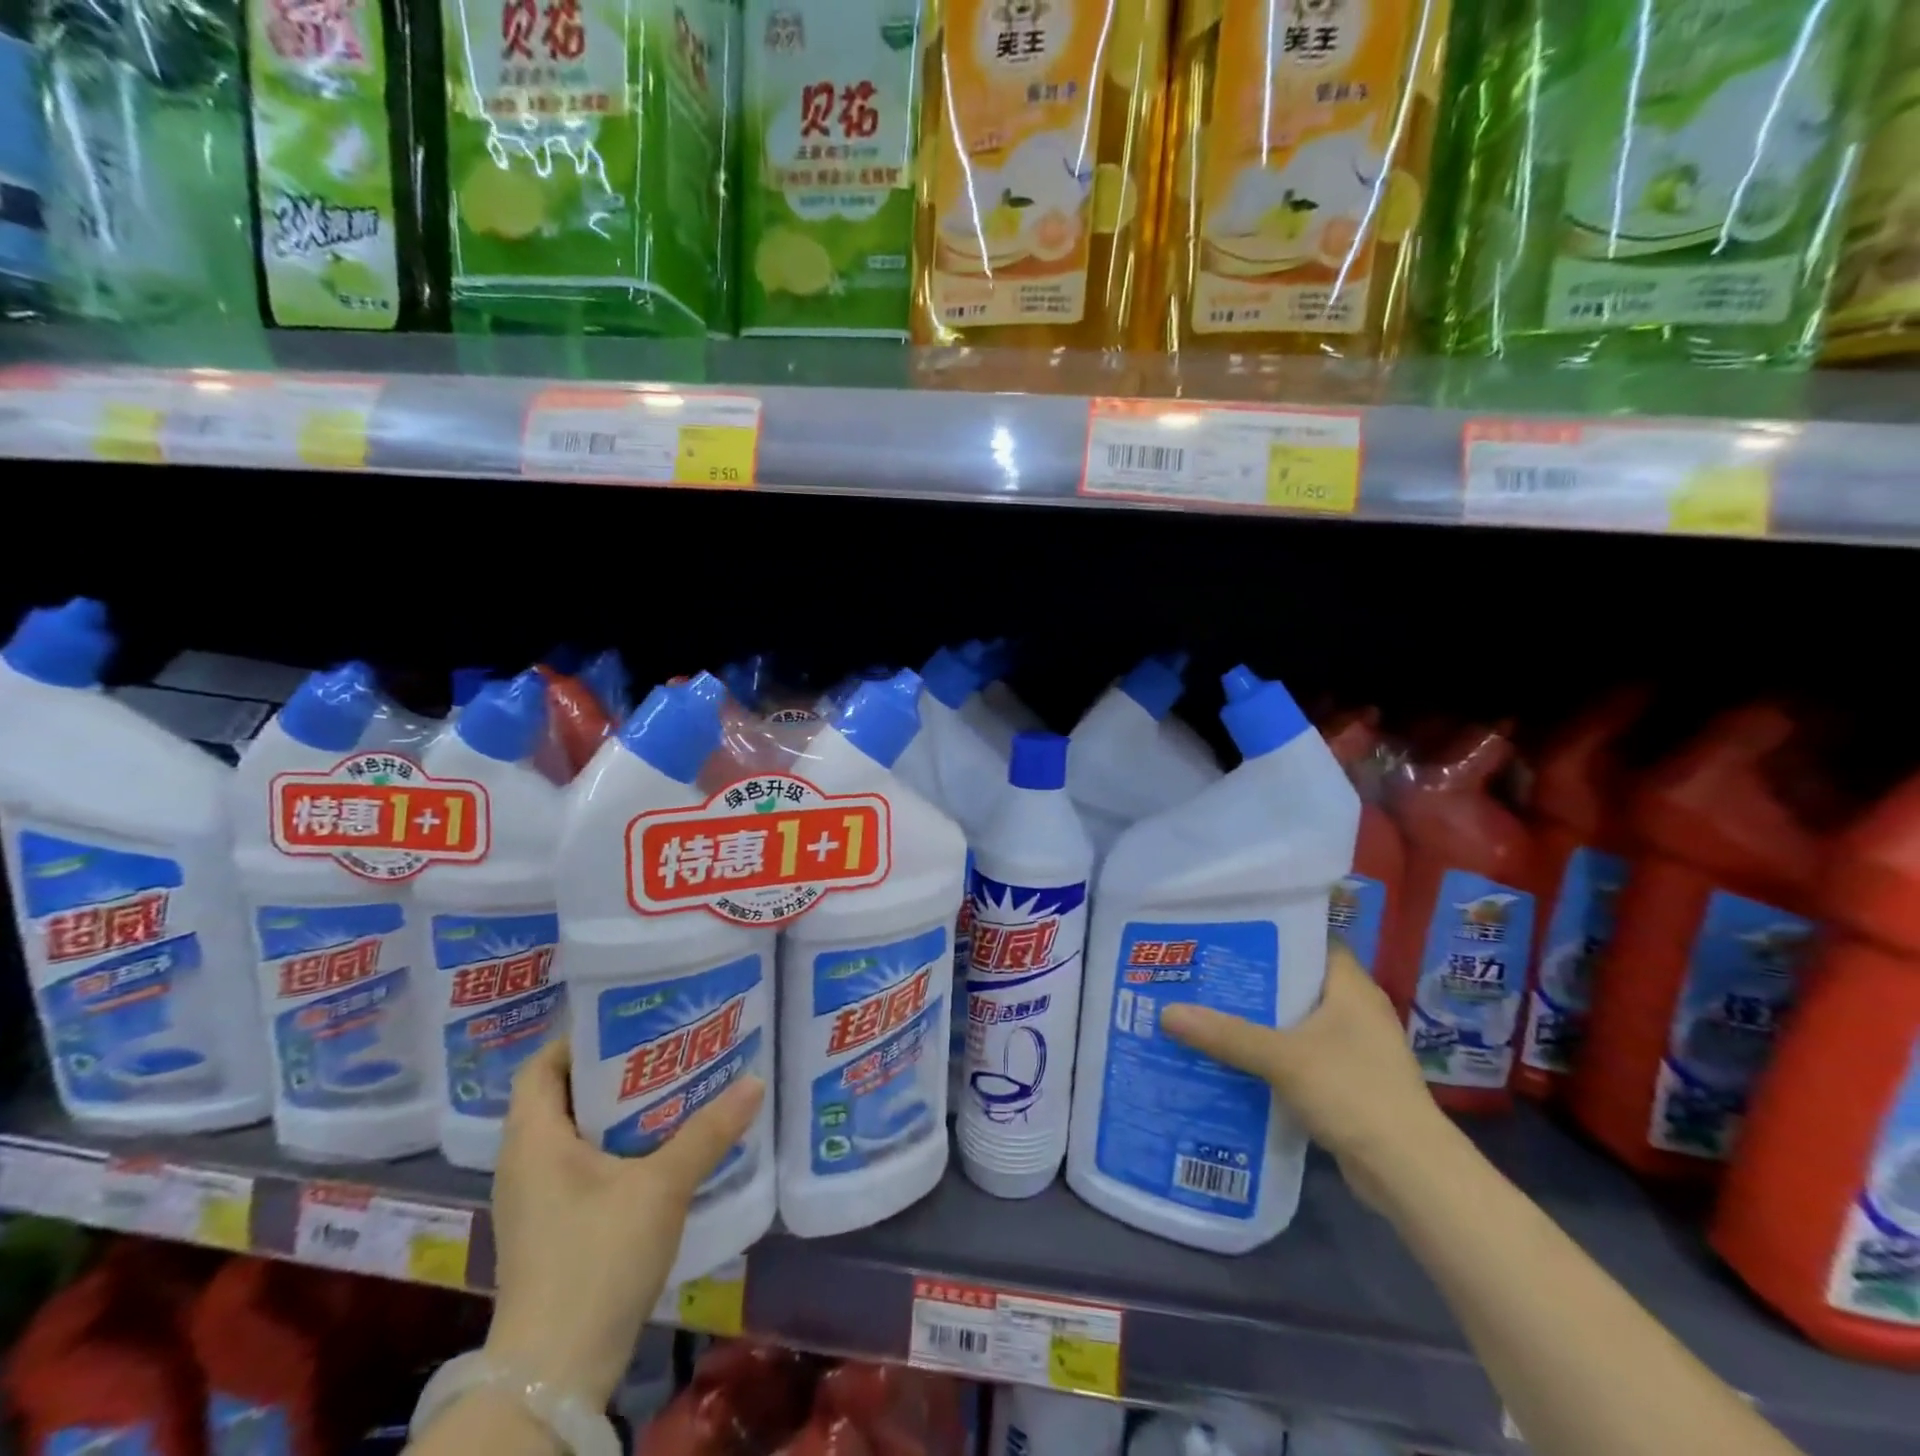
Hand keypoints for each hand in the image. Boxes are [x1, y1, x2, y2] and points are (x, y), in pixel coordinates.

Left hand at [484, 1038, 764, 1408]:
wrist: (554, 1372)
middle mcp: (524, 1161)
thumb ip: (708, 1131)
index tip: (635, 1023)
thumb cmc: (596, 1259)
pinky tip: (659, 1146)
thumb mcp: (662, 1186)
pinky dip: (614, 1145)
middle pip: (563, 1093)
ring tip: (672, 1089)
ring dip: (617, 1109)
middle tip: (667, 1049)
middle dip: (613, 1069)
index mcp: (533, 1138)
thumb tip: (754, 1081)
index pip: (543, 1064)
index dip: (582, 1037)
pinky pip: (579, 1163)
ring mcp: (535, 1199)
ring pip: (574, 1131)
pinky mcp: (550, 1227)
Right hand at [1160, 944, 1442, 1209]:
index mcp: (1350, 987)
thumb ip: (1226, 1034)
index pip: (1310, 939)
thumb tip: (1167, 1012)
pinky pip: (1299, 1055)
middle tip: (1203, 969)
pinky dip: (1270, 1054)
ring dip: (1258, 1019)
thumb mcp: (1282, 1058)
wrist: (1410, 1174)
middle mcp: (1355, 1010)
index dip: (1271, 931)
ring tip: (1207, 1009)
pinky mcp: (1347, 1083)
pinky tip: (1232, 1057)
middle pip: (1297, 980)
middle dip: (1252, 978)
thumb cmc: (1353, 1093)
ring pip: (1296, 1021)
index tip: (1227, 929)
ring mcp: (1354, 1049)